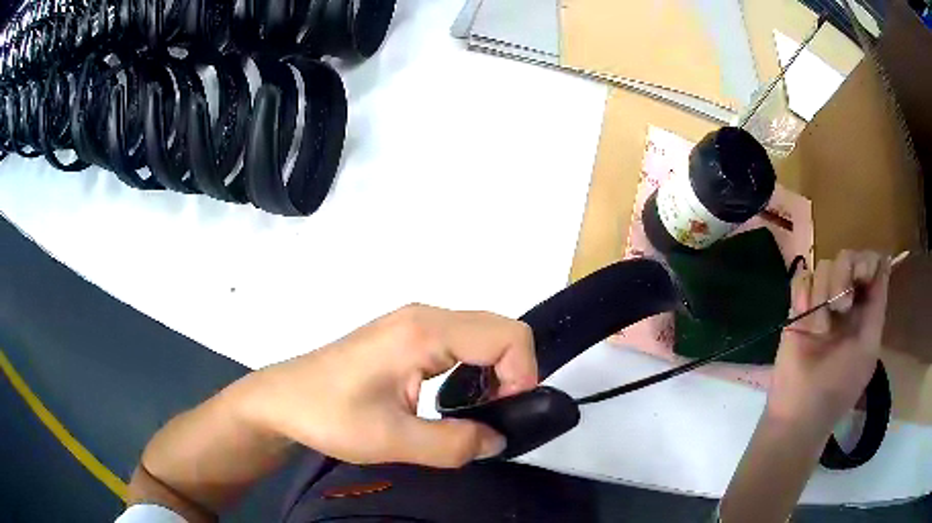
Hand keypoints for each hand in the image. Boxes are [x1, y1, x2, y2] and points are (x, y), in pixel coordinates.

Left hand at [238, 304, 537, 467]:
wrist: (282, 399)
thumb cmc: (329, 414)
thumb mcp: (393, 440)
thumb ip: (454, 444)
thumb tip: (498, 440)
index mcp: (425, 332)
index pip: (507, 336)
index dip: (522, 376)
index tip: (508, 415)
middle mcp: (425, 317)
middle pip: (500, 329)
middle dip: (513, 372)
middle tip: (496, 416)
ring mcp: (414, 322)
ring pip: (483, 334)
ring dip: (495, 370)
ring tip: (478, 412)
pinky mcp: (406, 335)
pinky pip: (461, 341)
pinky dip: (476, 367)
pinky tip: (458, 397)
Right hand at [768, 250, 890, 433]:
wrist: (799, 411)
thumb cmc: (839, 387)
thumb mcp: (868, 349)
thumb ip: (877, 307)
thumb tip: (884, 262)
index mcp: (865, 309)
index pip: (870, 264)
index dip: (867, 262)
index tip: (860, 277)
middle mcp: (845, 299)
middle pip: (846, 257)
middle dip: (843, 276)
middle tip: (840, 307)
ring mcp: (821, 303)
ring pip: (823, 266)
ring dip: (822, 295)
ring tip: (818, 330)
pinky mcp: (798, 308)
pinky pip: (801, 279)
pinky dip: (803, 294)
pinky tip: (803, 317)